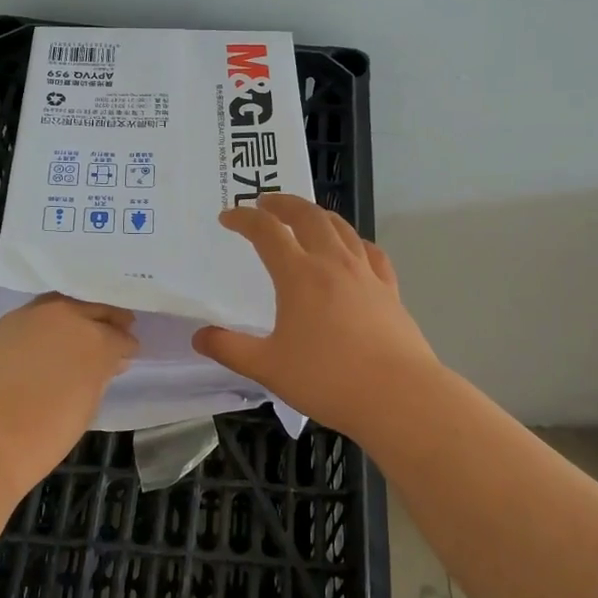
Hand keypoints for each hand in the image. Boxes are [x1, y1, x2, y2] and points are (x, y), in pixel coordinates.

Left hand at [0, 294, 137, 490]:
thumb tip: (106, 363)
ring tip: (75, 334)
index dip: (126, 346)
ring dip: (73, 315)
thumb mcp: (86, 406)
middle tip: (113, 331)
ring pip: (60, 305)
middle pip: (94, 308)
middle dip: (107, 320)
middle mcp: (65, 317)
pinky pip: (30, 318)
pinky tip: (39, 343)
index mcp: (96, 340)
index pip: (120, 336)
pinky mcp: (0, 325)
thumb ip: (99, 376)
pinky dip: (41, 326)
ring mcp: (29, 317)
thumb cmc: (44, 435)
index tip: (127, 354)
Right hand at [193, 194, 440, 434]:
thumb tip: (199, 336)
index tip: (228, 217)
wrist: (398, 395)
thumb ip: (230, 349)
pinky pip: (370, 252)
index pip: (266, 232)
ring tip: (305, 216)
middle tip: (266, 202)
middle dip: (283, 204)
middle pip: (307, 215)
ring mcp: (366, 273)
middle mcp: (333, 263)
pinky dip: (354, 240)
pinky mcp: (389, 289)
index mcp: (299, 275)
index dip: (244, 219)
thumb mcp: (268, 368)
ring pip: (341, 228)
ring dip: (317, 214)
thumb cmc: (327, 379)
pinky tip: (353, 249)